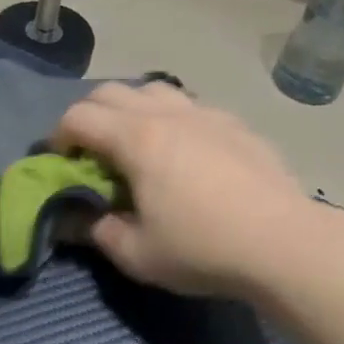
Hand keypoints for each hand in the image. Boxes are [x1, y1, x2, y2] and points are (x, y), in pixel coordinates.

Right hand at [52, 81, 316, 298]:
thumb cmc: (203, 248)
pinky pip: (189, 105)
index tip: (60, 162)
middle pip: (110, 92)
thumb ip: (97, 231)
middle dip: (88, 116)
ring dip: (130, 108)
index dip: (58, 136)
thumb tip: (76, 218)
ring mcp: (204, 113)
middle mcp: (166, 114)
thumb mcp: (137, 254)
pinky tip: (183, 150)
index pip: (78, 117)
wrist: (285, 244)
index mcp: (136, 139)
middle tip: (90, 152)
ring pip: (152, 90)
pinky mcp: (234, 123)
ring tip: (135, 142)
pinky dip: (170, 117)